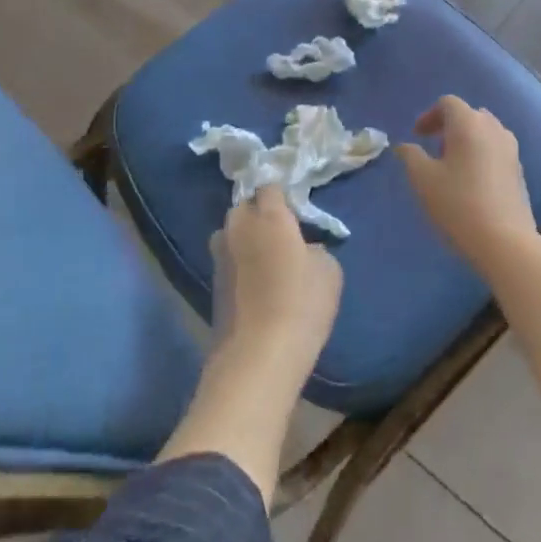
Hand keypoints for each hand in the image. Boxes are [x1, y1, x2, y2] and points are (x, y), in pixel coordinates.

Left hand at [209, 187, 343, 380]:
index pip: (270, 187)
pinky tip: (256, 282)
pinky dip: (240, 263)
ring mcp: (220, 254)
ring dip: (245, 238)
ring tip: (266, 258)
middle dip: (259, 214)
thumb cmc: (301, 304)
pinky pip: (228, 258)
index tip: (295, 211)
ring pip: (232, 232)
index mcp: (269, 215)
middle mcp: (238, 226)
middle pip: (245, 207)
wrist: (258, 354)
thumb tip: (303, 249)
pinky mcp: (212, 281)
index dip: (283, 196)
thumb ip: (315, 248)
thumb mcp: (329, 270)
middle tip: (280, 233)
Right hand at [397, 97, 539, 269]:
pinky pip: (495, 150)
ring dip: (465, 140)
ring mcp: (511, 149)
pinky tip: (471, 182)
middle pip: (469, 114)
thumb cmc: (458, 204)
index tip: (417, 136)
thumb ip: (410, 156)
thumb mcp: (423, 180)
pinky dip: (480, 154)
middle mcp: (494, 129)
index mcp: (469, 124)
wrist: (505, 242)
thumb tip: (405, 146)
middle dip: (448, 126)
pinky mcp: (519, 170)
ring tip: (451, 165)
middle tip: (433, 148)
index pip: (448, 103)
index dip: (429, 116)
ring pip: (484, 132)